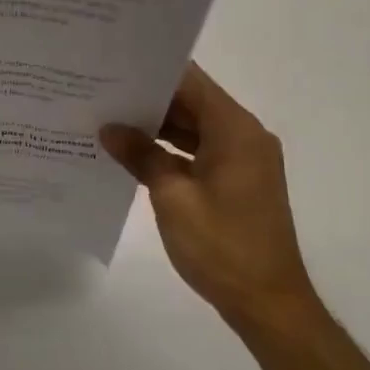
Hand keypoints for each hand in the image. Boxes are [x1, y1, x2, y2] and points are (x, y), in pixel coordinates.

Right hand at [101, 64, 318, 332]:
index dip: (151, 71)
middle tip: (100, 91)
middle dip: (148, 98)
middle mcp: (243, 135)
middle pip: (191, 102)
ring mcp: (242, 160)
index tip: (113, 65)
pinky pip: (198, 151)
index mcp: (235, 129)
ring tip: (108, 118)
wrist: (269, 304)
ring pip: (193, 127)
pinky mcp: (236, 181)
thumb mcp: (172, 197)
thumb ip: (141, 155)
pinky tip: (133, 153)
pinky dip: (169, 150)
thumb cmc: (222, 246)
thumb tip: (109, 128)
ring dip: (156, 126)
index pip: (189, 81)